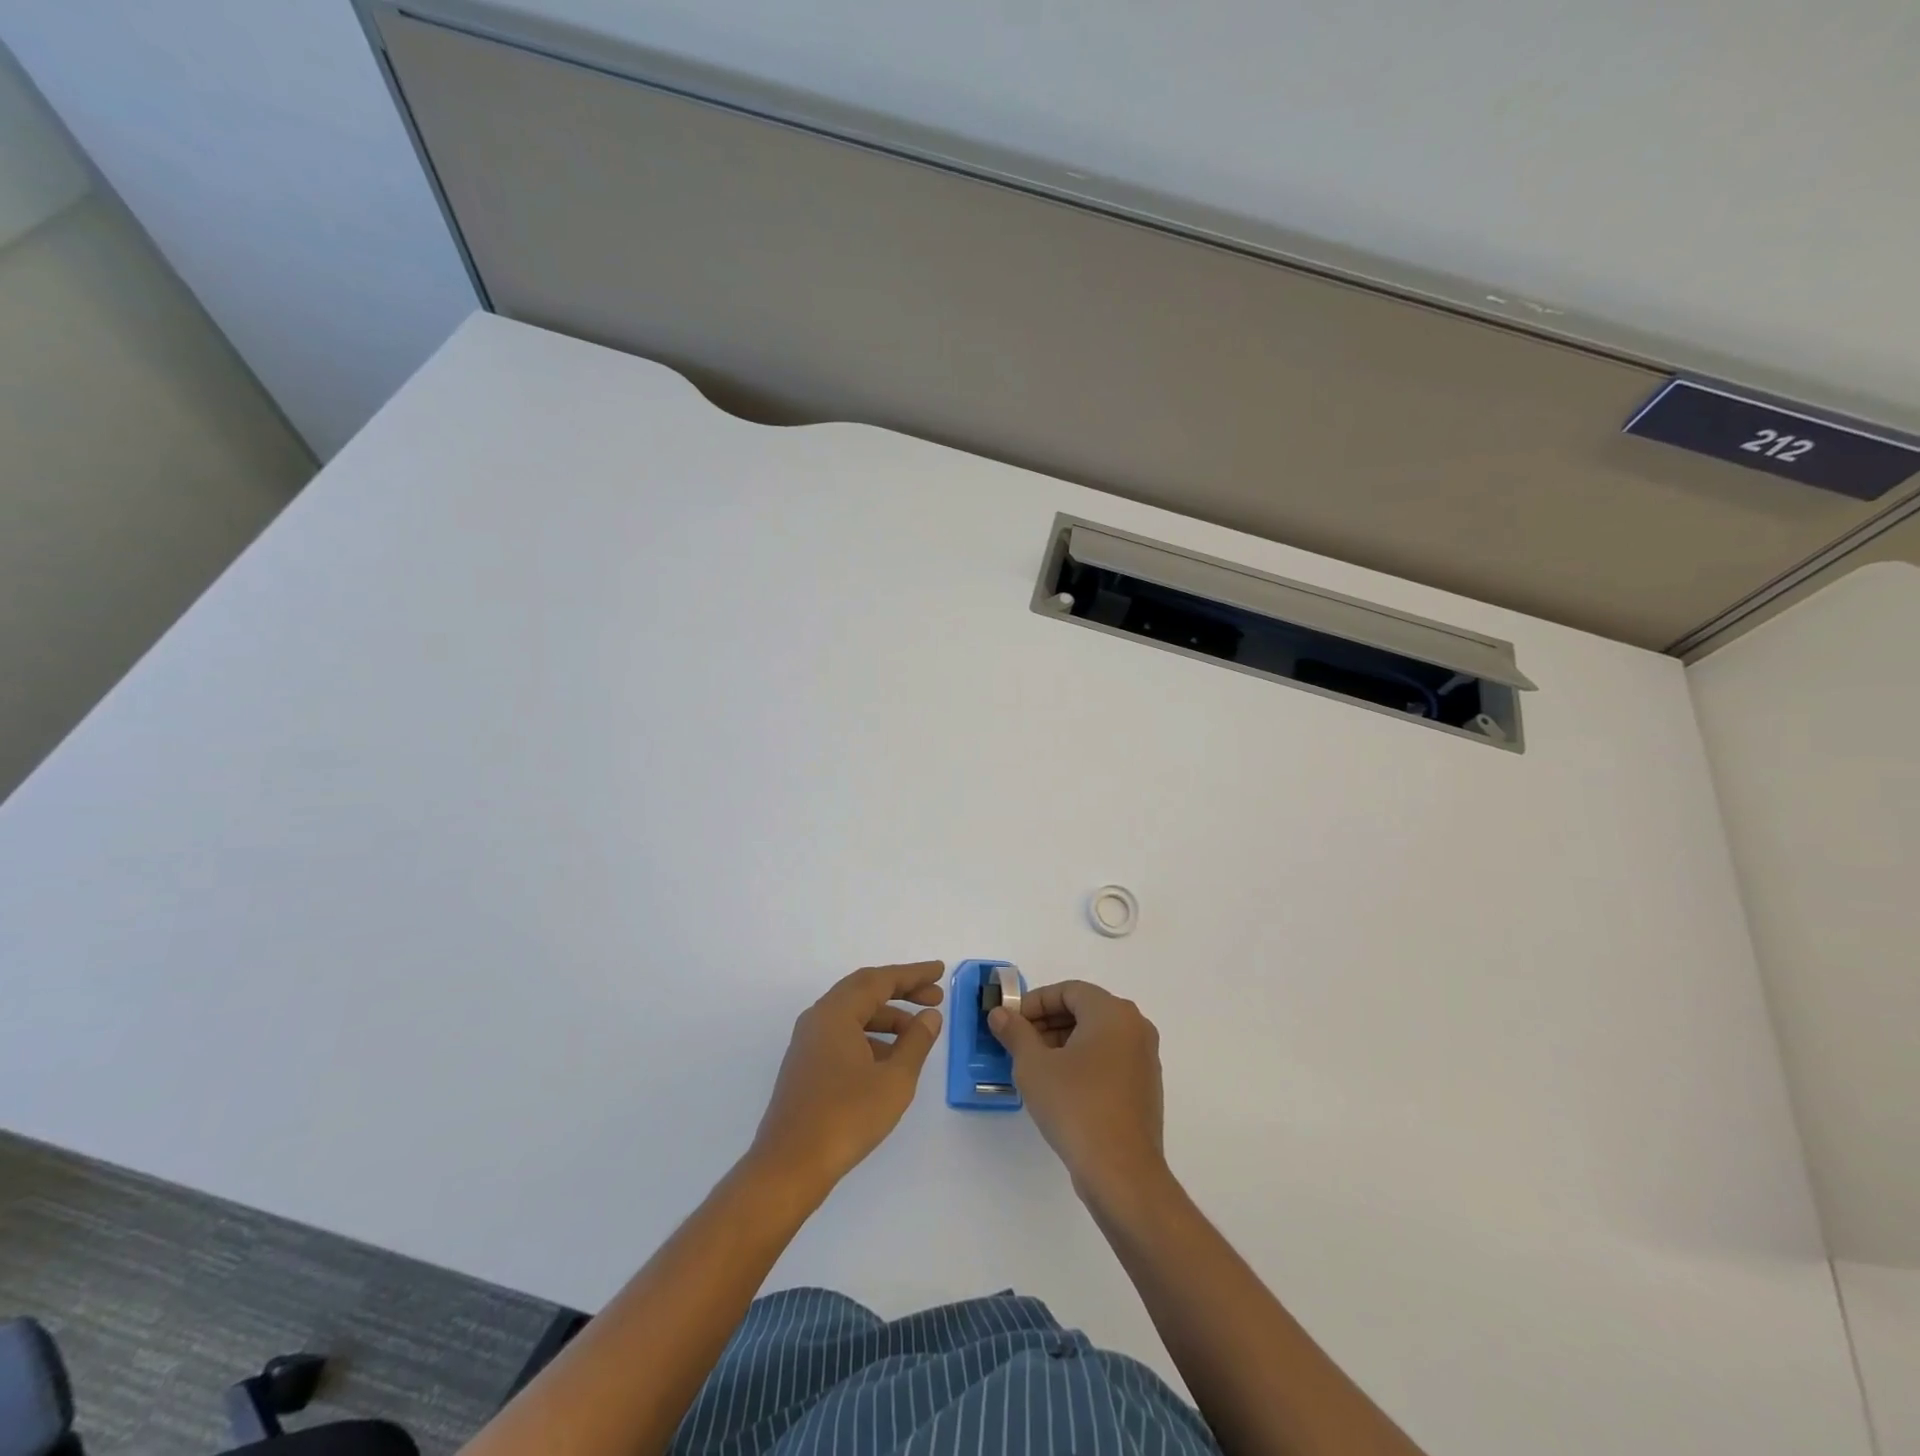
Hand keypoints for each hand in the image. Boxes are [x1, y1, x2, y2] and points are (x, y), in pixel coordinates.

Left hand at [749, 962, 944, 1192]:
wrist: (790, 1166)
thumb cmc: (846, 1117)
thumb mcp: (894, 1079)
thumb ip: (916, 1042)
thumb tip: (930, 1016)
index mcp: (836, 1012)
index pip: (880, 980)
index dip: (913, 975)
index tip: (939, 972)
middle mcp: (819, 1018)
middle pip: (865, 991)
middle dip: (901, 991)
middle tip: (935, 998)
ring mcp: (809, 1042)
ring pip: (854, 1014)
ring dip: (887, 1017)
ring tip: (918, 1033)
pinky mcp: (806, 1065)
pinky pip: (843, 1034)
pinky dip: (870, 1036)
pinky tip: (890, 1059)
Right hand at [989, 981, 1166, 1201]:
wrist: (1121, 1172)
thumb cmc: (1076, 1106)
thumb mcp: (1034, 1066)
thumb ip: (1015, 1033)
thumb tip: (1000, 1014)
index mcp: (1112, 1012)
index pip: (1068, 991)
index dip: (1035, 1003)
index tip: (1011, 1022)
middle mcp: (1135, 1027)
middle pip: (1084, 1010)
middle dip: (1047, 1022)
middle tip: (1018, 1043)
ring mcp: (1144, 1058)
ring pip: (1096, 1035)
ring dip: (1063, 1042)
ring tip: (1034, 1066)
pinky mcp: (1145, 1087)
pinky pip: (1109, 1059)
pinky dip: (1083, 1061)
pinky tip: (1060, 1087)